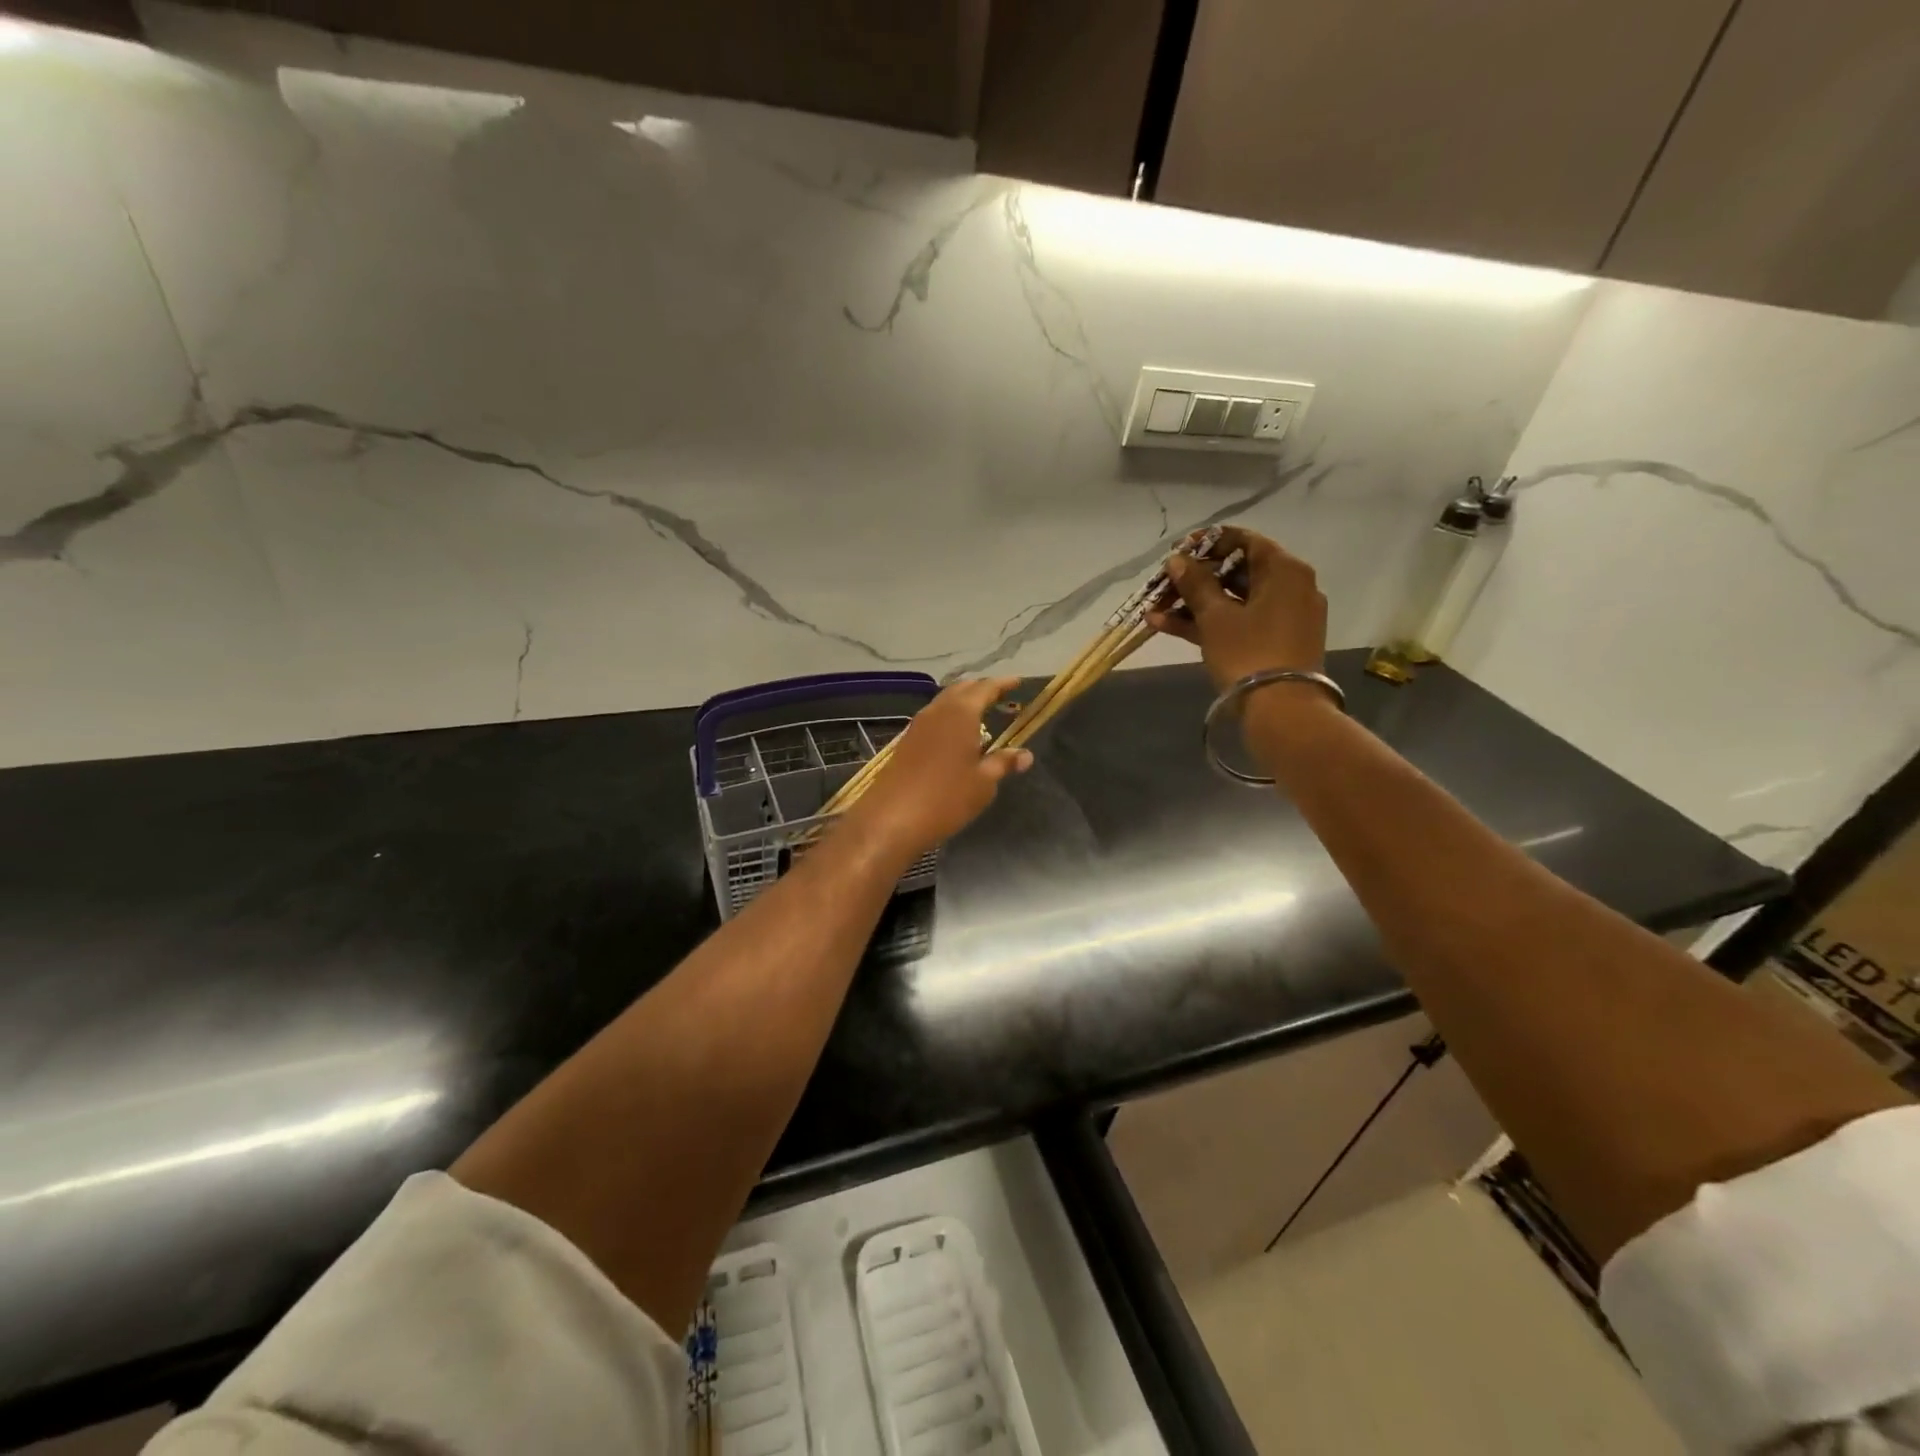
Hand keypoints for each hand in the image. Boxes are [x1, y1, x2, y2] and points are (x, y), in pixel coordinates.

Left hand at [844, 677, 1032, 860]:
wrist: (891, 818)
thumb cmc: (946, 798)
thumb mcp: (983, 783)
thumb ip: (1003, 763)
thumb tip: (1025, 754)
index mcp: (960, 713)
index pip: (985, 688)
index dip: (1002, 684)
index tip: (1017, 682)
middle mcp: (937, 711)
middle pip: (961, 690)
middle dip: (981, 689)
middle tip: (1000, 695)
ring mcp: (917, 725)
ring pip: (944, 702)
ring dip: (962, 702)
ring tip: (981, 712)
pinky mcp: (906, 742)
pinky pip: (933, 718)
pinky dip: (949, 717)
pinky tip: (956, 735)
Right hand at [1146, 527, 1327, 691]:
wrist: (1282, 710)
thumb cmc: (1249, 652)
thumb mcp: (1215, 616)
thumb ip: (1195, 584)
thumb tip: (1178, 560)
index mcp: (1285, 570)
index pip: (1245, 541)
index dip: (1209, 542)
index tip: (1177, 551)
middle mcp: (1291, 587)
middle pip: (1238, 572)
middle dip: (1195, 579)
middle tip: (1163, 584)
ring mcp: (1285, 617)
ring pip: (1234, 601)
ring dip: (1194, 604)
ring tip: (1154, 610)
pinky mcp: (1276, 643)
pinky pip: (1240, 623)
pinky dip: (1209, 623)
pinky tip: (1167, 626)